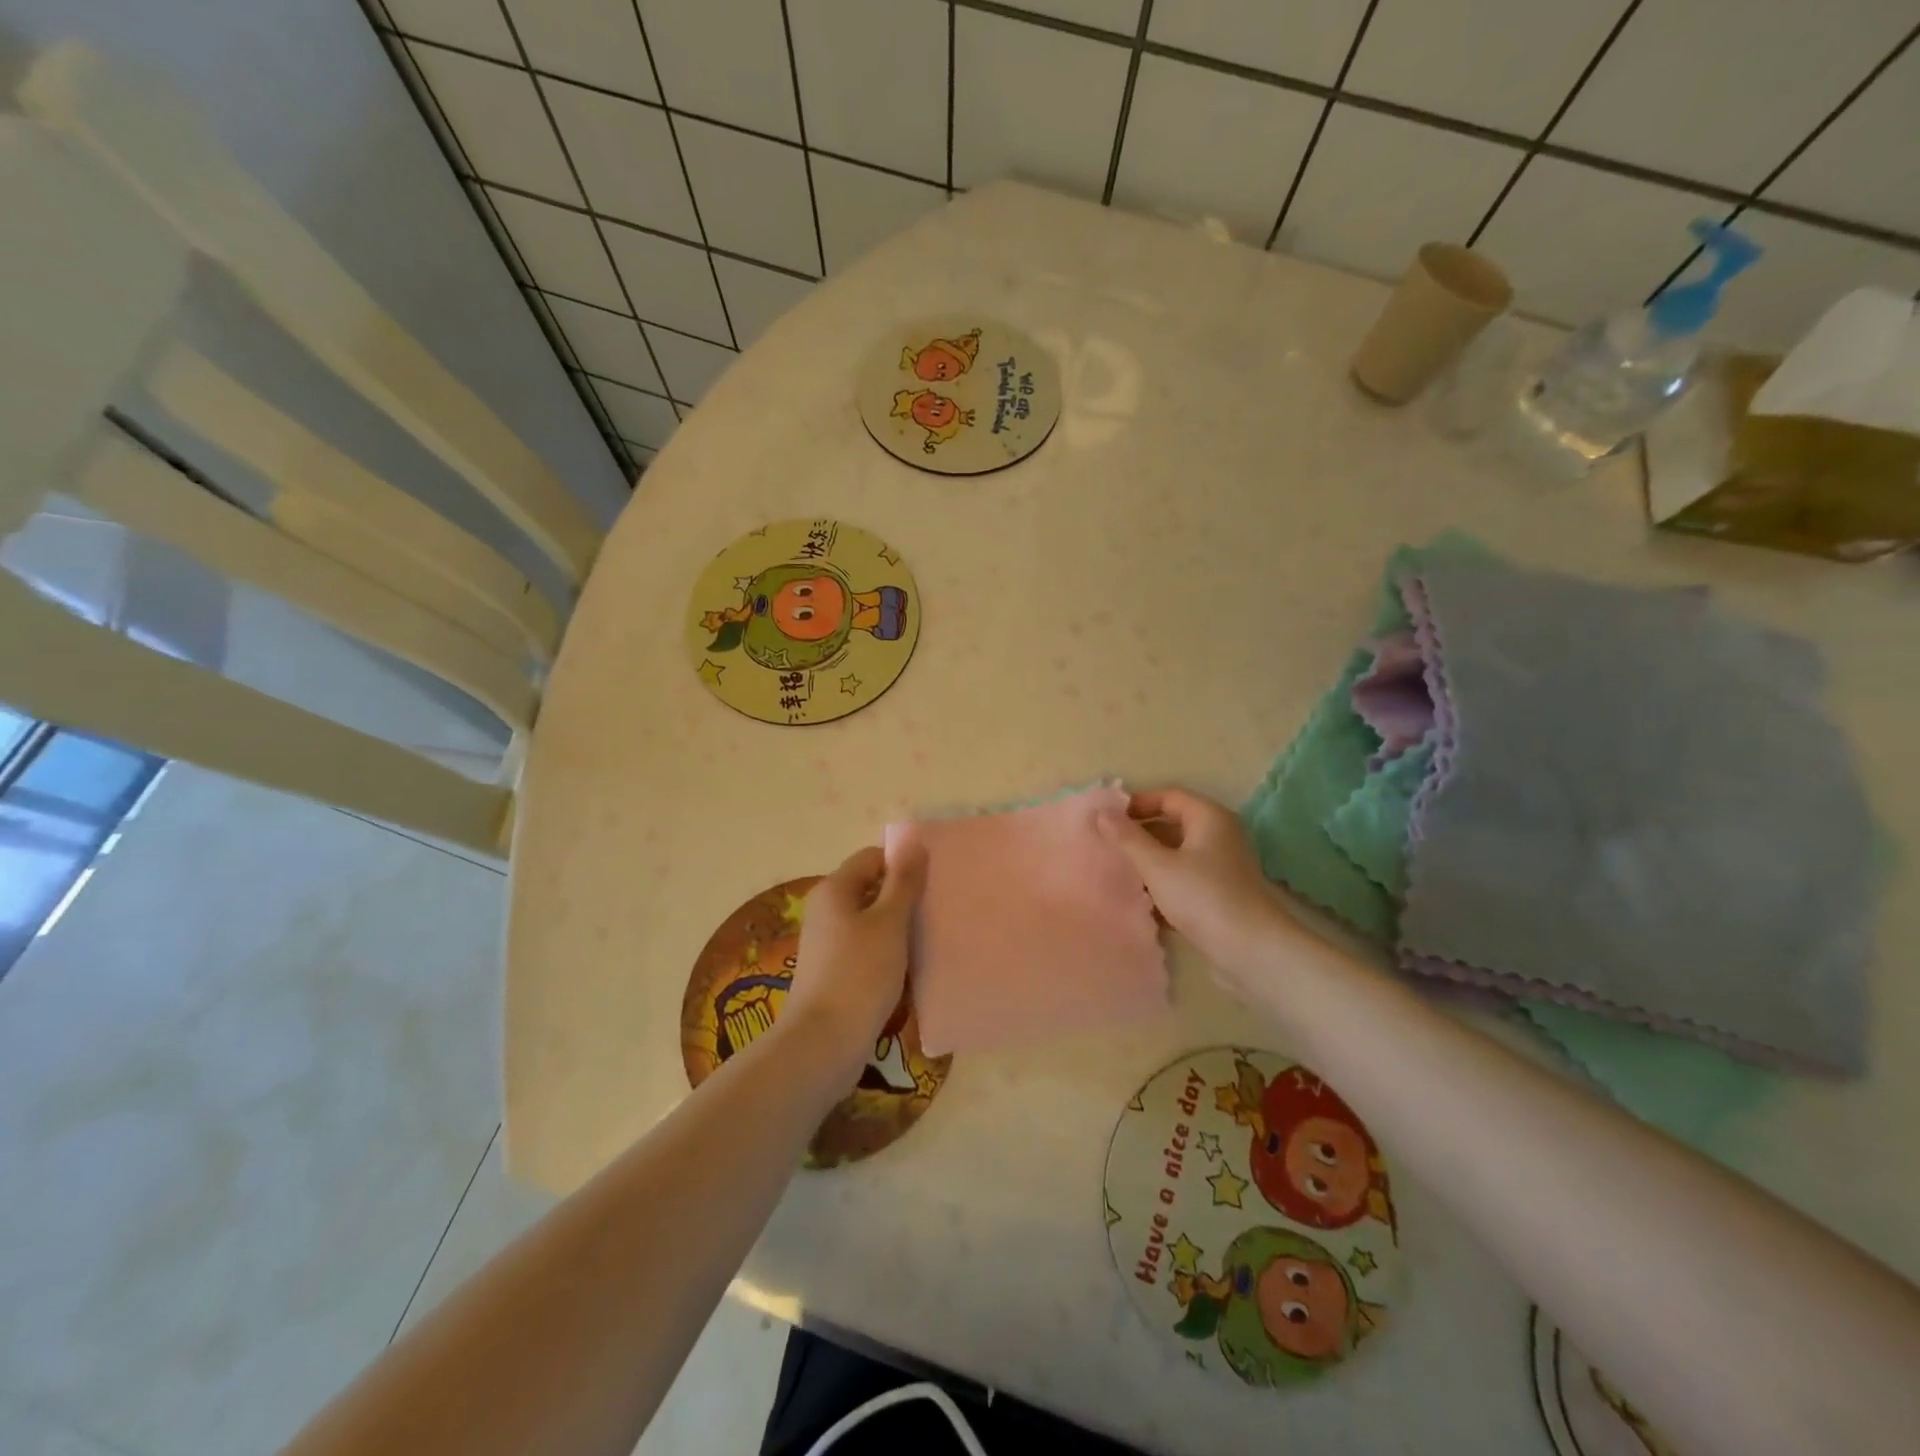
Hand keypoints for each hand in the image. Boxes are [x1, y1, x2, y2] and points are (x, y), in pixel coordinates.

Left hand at [783, 842, 927, 1075]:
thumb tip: (914, 844)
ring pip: (870, 921)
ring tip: (929, 938)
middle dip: (903, 896)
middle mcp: (825, 910)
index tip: (933, 882)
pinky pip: (866, 948)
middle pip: (870, 888)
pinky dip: (887, 951)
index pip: (872, 858)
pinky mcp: (833, 971)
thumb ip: (903, 882)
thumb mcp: (889, 922)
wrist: (824, 1043)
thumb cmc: (859, 974)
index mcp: (834, 890)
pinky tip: (909, 966)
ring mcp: (827, 943)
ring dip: (898, 927)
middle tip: (936, 909)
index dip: (902, 864)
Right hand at [1098, 787, 1299, 982]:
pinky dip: (1163, 883)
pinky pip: (1185, 878)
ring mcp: (1222, 866)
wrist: (1251, 950)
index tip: (1106, 818)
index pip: (1168, 796)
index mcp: (1209, 817)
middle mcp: (1219, 835)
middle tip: (1106, 844)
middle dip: (1139, 834)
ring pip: (1177, 854)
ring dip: (1149, 861)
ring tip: (1117, 871)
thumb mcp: (1157, 865)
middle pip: (1172, 824)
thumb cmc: (1203, 897)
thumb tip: (1101, 811)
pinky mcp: (1220, 893)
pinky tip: (1140, 900)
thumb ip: (1127, 837)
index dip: (1136, 803)